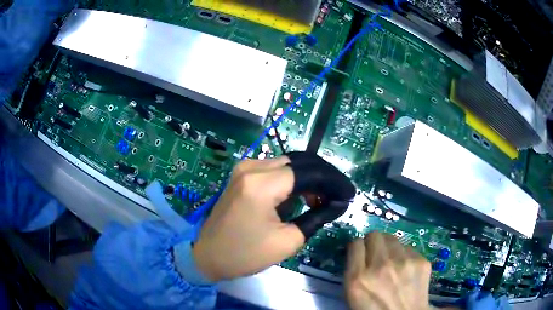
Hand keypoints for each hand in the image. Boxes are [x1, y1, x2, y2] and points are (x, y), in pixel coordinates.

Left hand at [193, 152, 354, 281]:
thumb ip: (317, 216)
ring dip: (311, 177)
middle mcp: (252, 166)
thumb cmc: (245, 254)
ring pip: (289, 163)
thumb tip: (338, 203)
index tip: (349, 195)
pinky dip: (295, 179)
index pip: (309, 172)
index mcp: (261, 184)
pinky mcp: (242, 174)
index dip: (333, 182)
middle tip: (340, 195)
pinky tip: (305, 194)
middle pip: (300, 162)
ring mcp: (244, 167)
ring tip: (325, 198)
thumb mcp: (287, 241)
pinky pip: (276, 169)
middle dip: (325, 177)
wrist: (208, 254)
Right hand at [345, 232, 431, 309]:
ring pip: (392, 238)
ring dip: (389, 247)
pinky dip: (404, 255)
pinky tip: (405, 268)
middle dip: (373, 243)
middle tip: (375, 254)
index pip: (355, 244)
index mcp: (358, 278)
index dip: (357, 248)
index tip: (360, 253)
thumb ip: (354, 271)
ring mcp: (404, 262)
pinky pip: (408, 248)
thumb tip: (359, 252)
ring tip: (392, 262)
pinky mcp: (421, 261)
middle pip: (374, 235)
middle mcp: (381, 266)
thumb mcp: (353, 295)